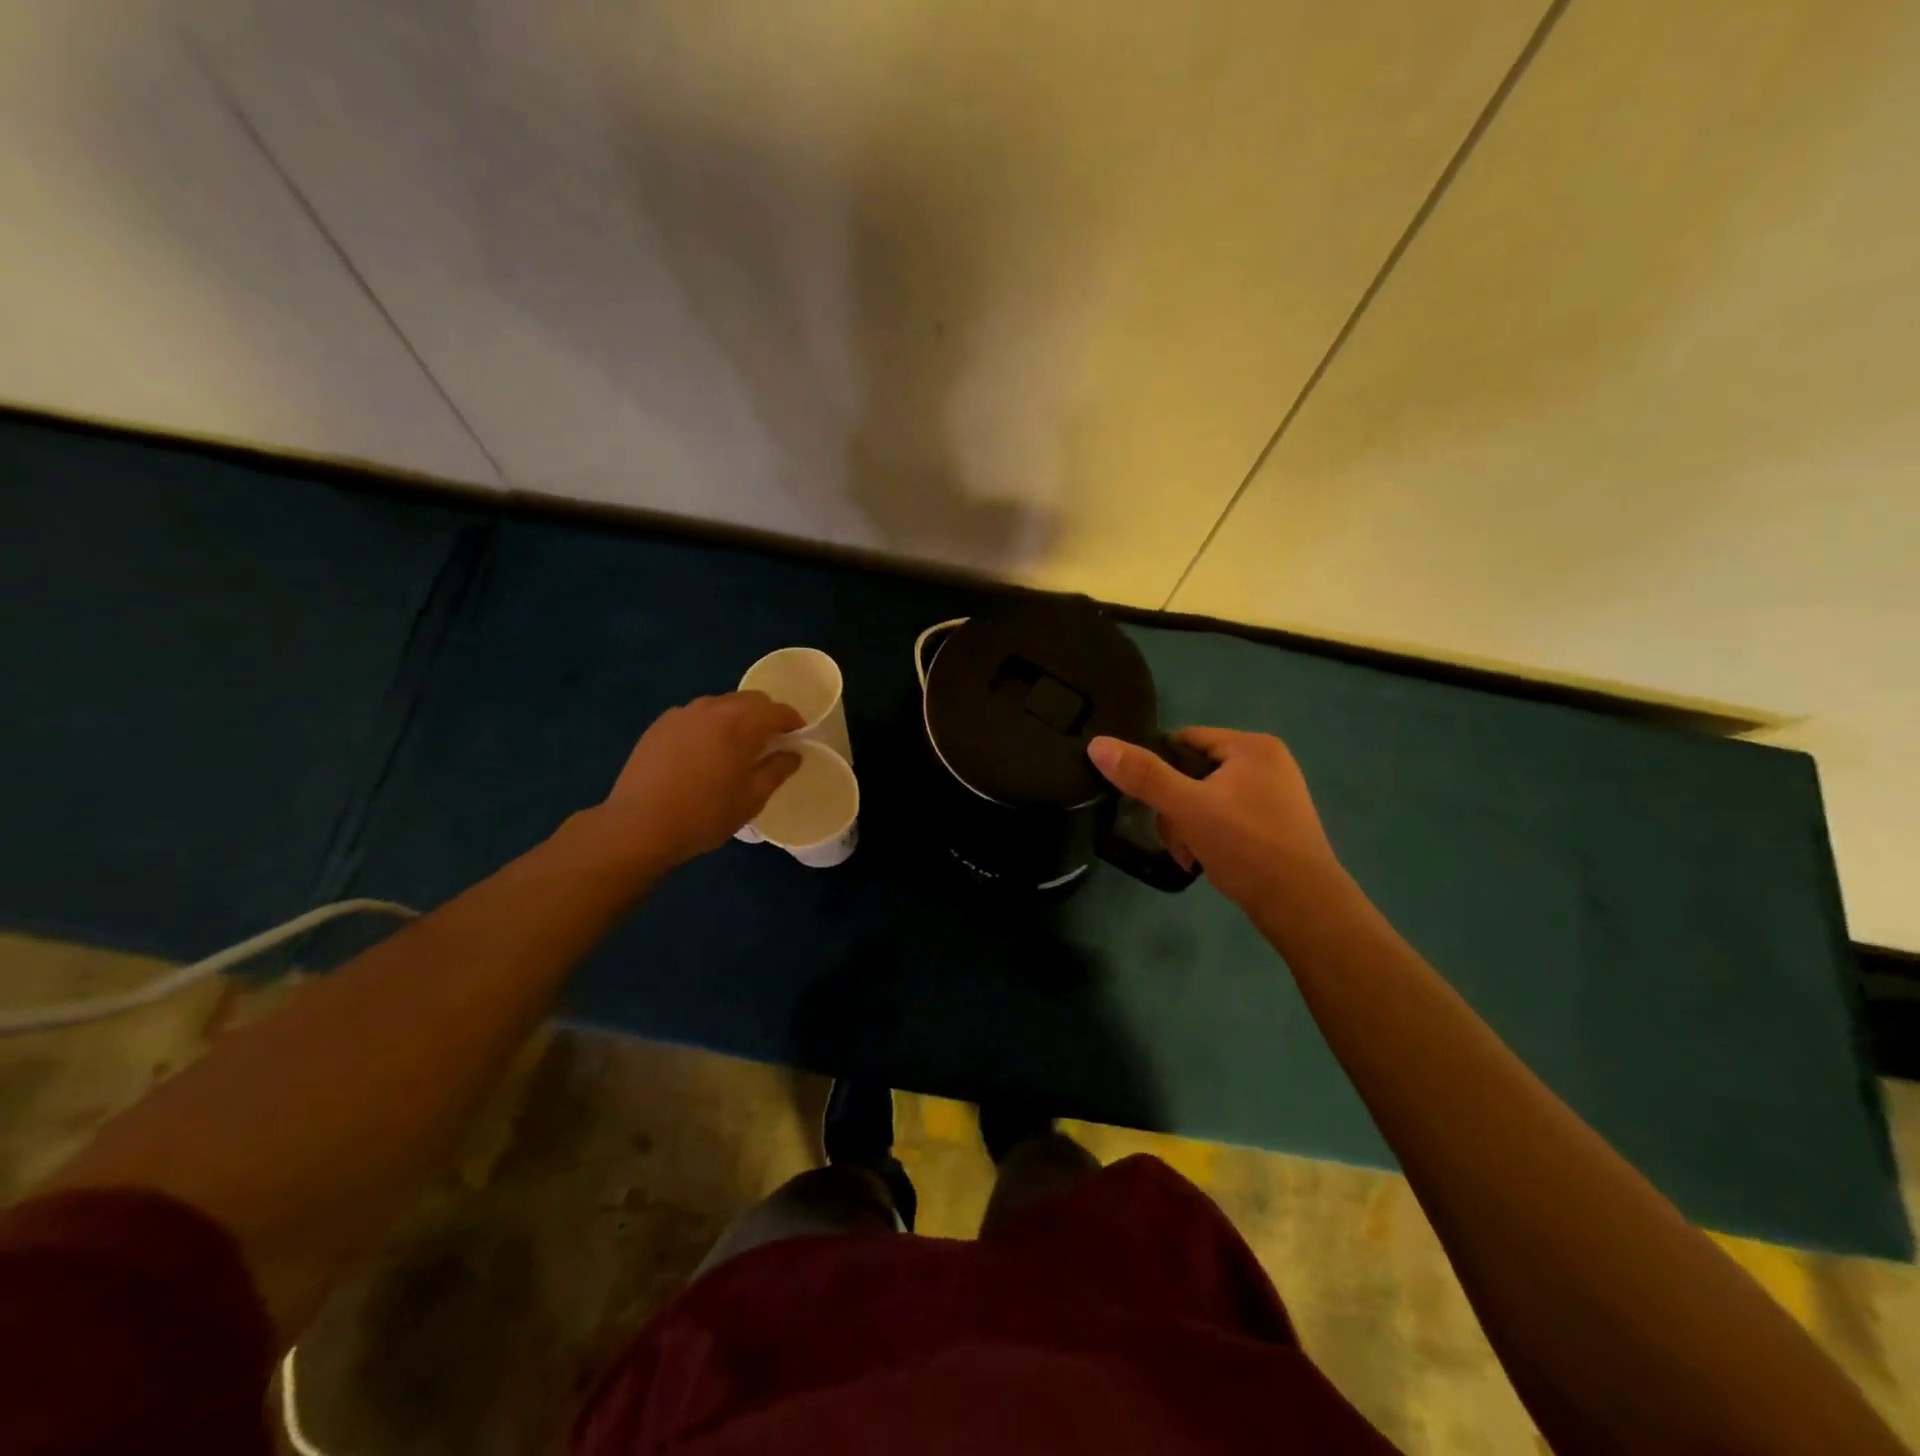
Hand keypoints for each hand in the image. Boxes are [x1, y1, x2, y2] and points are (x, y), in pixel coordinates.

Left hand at [602, 692, 804, 868]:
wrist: (639, 825)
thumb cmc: (705, 814)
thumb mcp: (752, 798)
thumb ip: (777, 770)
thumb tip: (792, 754)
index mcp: (741, 724)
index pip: (778, 711)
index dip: (793, 722)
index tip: (798, 738)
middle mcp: (713, 708)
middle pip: (751, 700)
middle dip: (766, 716)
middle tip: (770, 743)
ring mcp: (683, 714)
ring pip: (722, 705)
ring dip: (737, 719)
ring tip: (735, 748)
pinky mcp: (660, 725)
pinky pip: (696, 716)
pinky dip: (709, 726)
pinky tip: (703, 754)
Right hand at [1087, 728, 1336, 912]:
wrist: (1303, 906)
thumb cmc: (1246, 846)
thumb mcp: (1187, 808)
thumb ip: (1143, 776)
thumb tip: (1097, 743)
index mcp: (1252, 747)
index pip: (1184, 740)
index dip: (1159, 767)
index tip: (1148, 802)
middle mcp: (1268, 763)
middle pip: (1194, 772)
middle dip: (1174, 807)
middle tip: (1173, 838)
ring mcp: (1275, 795)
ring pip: (1207, 799)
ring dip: (1187, 825)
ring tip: (1188, 855)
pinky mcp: (1276, 824)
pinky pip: (1226, 817)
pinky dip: (1209, 836)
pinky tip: (1204, 860)